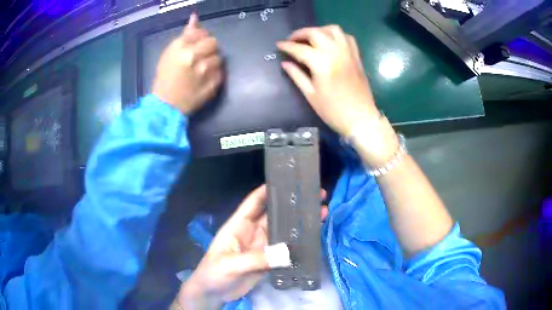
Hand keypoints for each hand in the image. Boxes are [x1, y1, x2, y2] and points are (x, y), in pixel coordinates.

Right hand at [153, 13, 222, 114]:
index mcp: (183, 50)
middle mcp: (196, 59)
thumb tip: (195, 19)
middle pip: (214, 44)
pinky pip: (220, 73)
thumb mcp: (169, 53)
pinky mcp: (213, 85)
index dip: (202, 38)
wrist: (166, 105)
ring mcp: (206, 73)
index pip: (204, 35)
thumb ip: (185, 35)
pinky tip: (205, 79)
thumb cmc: (165, 78)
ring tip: (201, 69)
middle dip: (209, 48)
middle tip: (201, 56)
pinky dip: (215, 74)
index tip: (197, 44)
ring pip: (218, 58)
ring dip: (212, 61)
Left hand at [175, 186, 328, 309]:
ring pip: (283, 231)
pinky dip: (297, 244)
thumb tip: (287, 253)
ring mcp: (261, 246)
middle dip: (292, 206)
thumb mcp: (231, 264)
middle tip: (316, 197)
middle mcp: (252, 232)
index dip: (269, 190)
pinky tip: (312, 239)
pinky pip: (284, 249)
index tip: (289, 180)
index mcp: (239, 225)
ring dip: (299, 224)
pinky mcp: (267, 260)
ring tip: (321, 214)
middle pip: (274, 215)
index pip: (254, 202)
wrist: (213, 293)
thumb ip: (256, 259)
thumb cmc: (213, 272)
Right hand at [277, 26, 378, 136]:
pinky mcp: (356, 57)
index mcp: (321, 63)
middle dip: (301, 33)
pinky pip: (347, 37)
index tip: (278, 45)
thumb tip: (285, 63)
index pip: (299, 49)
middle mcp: (335, 53)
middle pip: (315, 33)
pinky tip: (330, 42)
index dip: (287, 46)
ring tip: (311, 38)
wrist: (361, 119)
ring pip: (333, 30)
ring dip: (319, 30)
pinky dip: (336, 35)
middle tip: (292, 40)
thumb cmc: (333, 111)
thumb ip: (297, 76)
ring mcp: (348, 53)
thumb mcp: (311, 95)